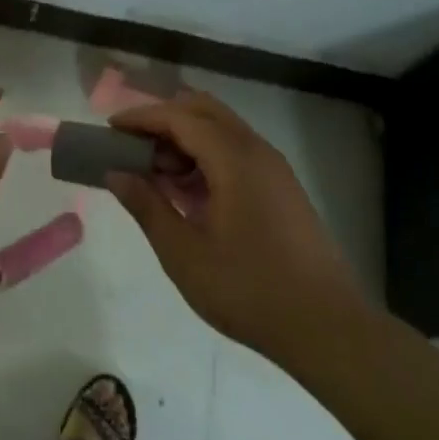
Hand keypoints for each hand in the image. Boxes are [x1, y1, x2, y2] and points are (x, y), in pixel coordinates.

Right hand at [108, 91, 367, 358]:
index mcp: (234, 159)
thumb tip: (116, 173)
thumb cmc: (249, 290)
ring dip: (185, 139)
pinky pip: (236, 151)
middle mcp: (257, 151)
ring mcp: (274, 168)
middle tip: (132, 147)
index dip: (142, 117)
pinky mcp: (282, 188)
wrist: (328, 328)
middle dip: (164, 120)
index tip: (110, 129)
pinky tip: (188, 193)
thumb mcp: (185, 254)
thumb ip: (147, 207)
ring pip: (221, 129)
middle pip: (203, 110)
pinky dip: (206, 156)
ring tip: (155, 174)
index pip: (180, 117)